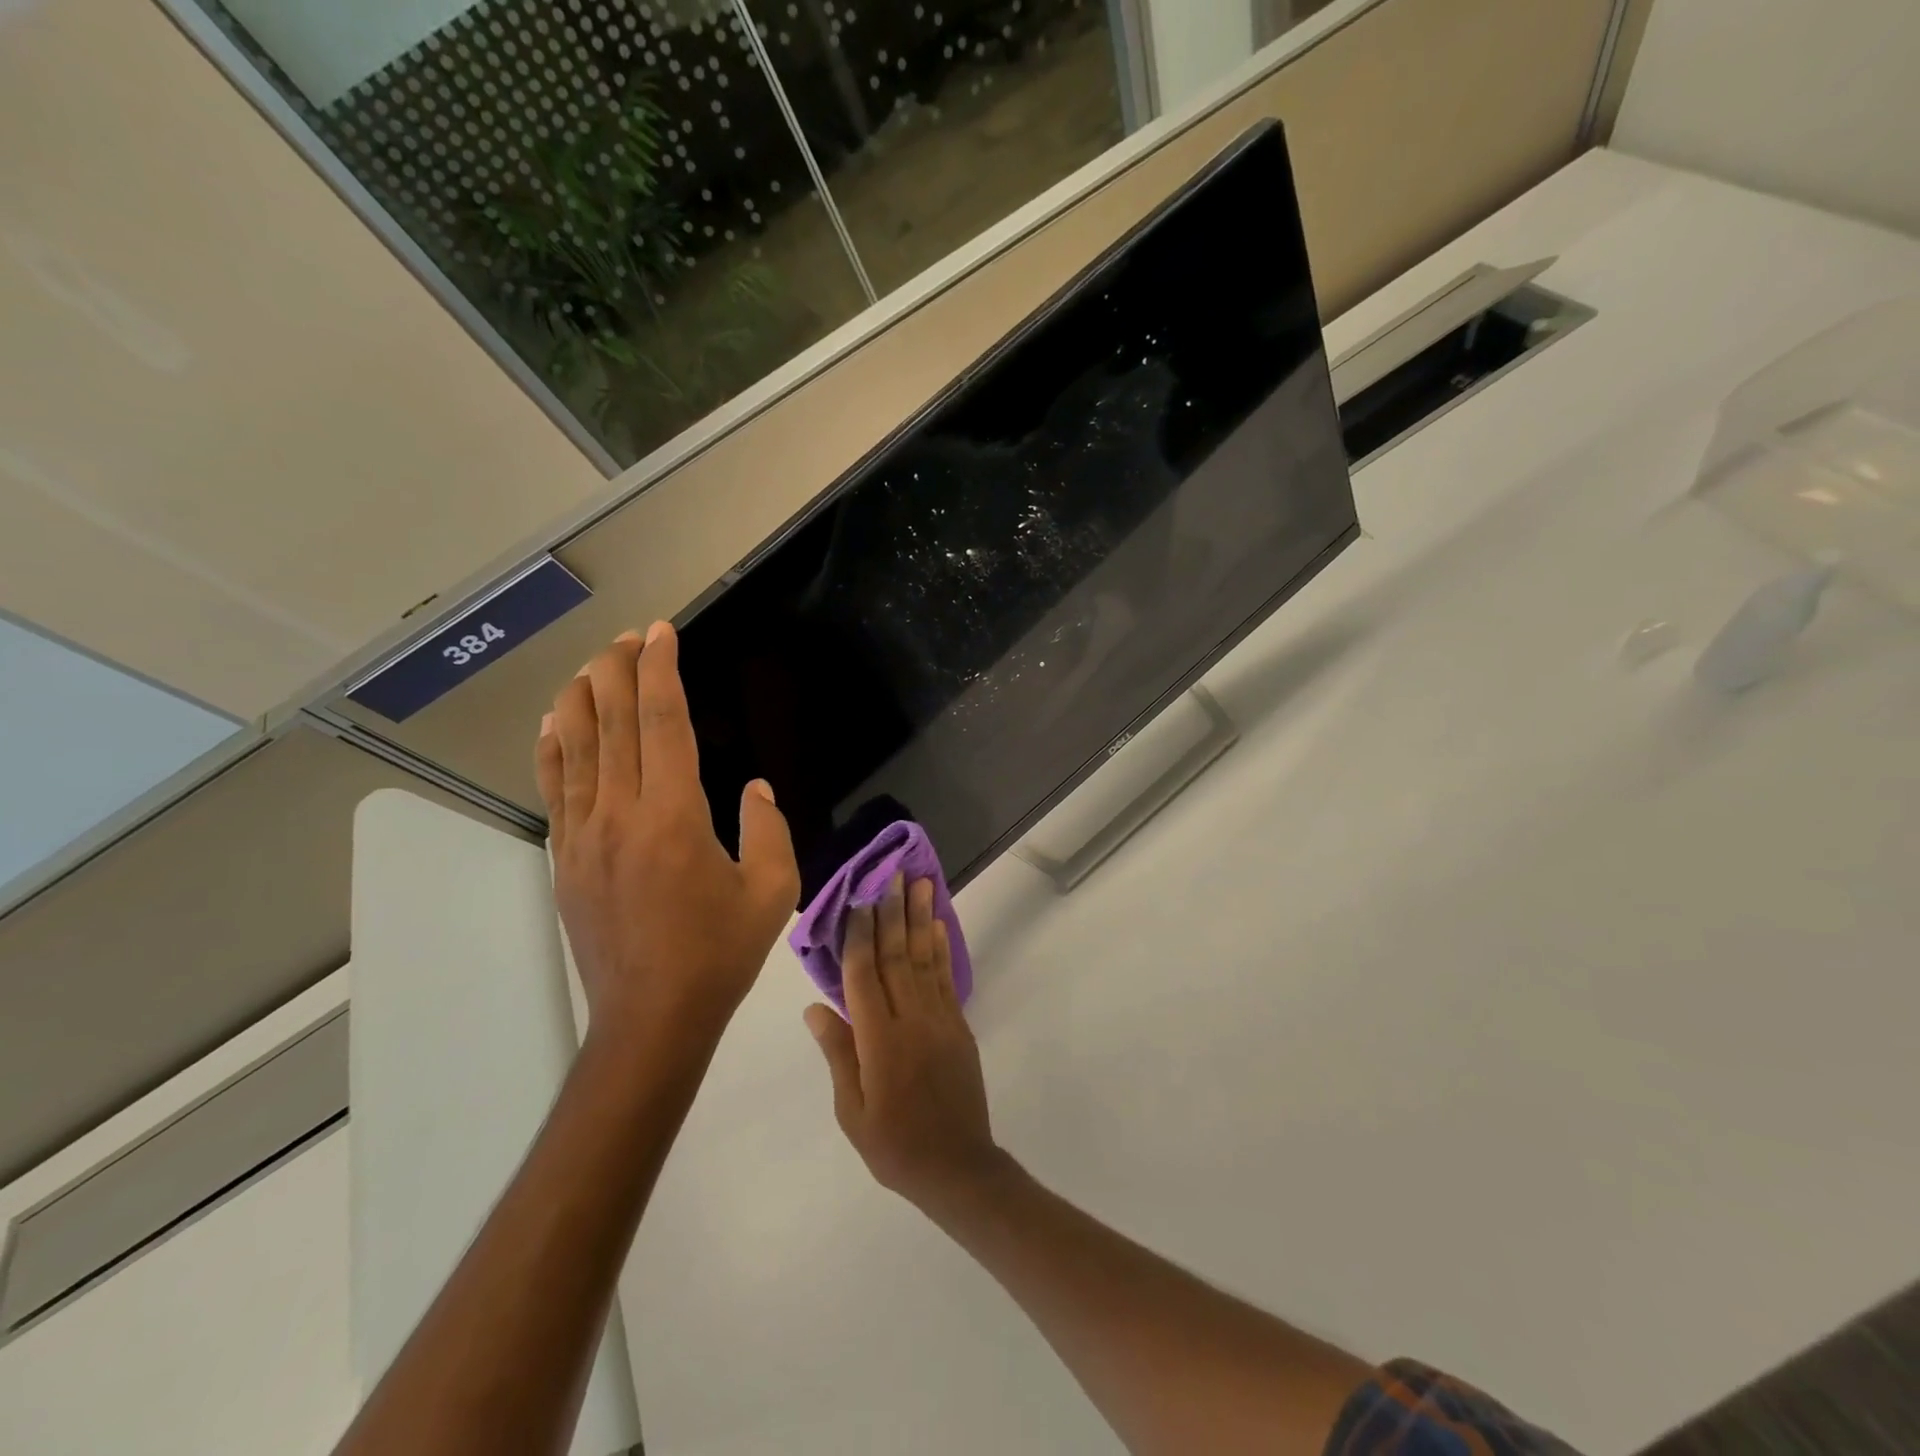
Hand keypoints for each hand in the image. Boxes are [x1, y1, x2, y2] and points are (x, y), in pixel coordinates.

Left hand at [535, 623, 799, 1046]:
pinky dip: (553, 749)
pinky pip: (555, 790)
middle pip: (612, 723)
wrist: (652, 1016)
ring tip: (589, 665)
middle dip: (617, 671)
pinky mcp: (565, 859)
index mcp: (674, 815)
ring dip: (581, 699)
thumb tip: (753, 790)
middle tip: (627, 638)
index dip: (660, 671)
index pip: (663, 723)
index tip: (660, 634)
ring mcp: (584, 835)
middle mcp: (621, 813)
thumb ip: (769, 830)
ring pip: (575, 749)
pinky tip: (553, 725)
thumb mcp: (772, 890)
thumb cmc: (719, 952)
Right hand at [805, 875, 1005, 1211]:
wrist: (957, 1167)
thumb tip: (816, 1006)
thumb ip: (838, 1054)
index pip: (864, 975)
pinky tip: (937, 925)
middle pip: (897, 956)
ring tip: (920, 883)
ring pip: (925, 958)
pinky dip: (942, 948)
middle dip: (892, 912)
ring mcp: (939, 1020)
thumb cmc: (894, 1145)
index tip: (856, 898)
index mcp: (879, 1041)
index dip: (858, 935)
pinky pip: (946, 978)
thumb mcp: (852, 1111)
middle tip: (891, 873)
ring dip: (920, 918)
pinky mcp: (958, 1025)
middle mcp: (911, 1020)